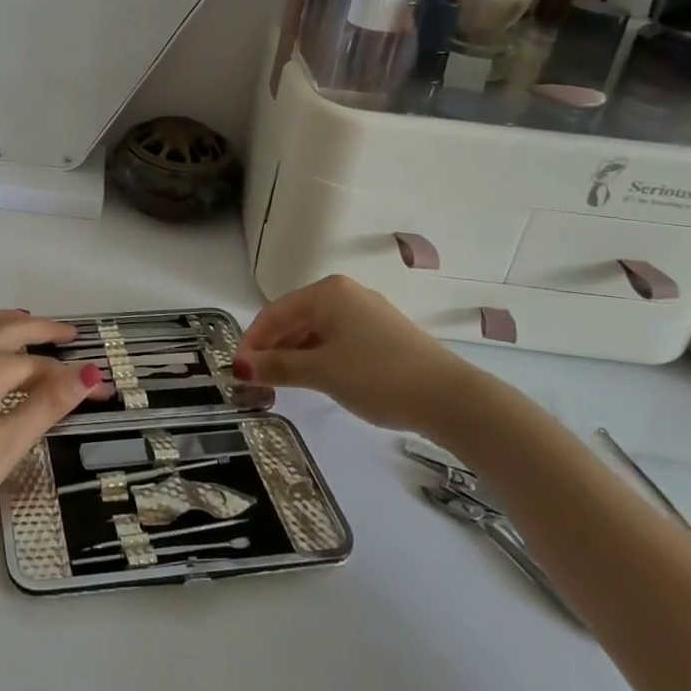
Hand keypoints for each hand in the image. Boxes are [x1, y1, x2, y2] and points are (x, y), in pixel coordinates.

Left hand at [0, 310, 102, 544]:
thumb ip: (47, 405)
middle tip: (69, 333)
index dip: (72, 378)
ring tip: (25, 321)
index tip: (100, 390)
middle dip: (43, 329)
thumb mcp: (5, 445)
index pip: (41, 366)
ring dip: (6, 319)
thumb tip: (88, 372)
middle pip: (10, 329)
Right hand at [233, 276, 480, 430]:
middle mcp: (345, 293)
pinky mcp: (384, 333)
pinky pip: (338, 338)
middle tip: (258, 380)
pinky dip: (319, 356)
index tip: (239, 371)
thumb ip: (278, 367)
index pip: (274, 313)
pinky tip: (317, 378)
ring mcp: (367, 312)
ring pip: (316, 329)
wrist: (450, 398)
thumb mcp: (321, 372)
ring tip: (283, 383)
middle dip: (273, 348)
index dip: (253, 341)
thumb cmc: (377, 376)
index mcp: (326, 292)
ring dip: (295, 354)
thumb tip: (240, 367)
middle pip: (295, 318)